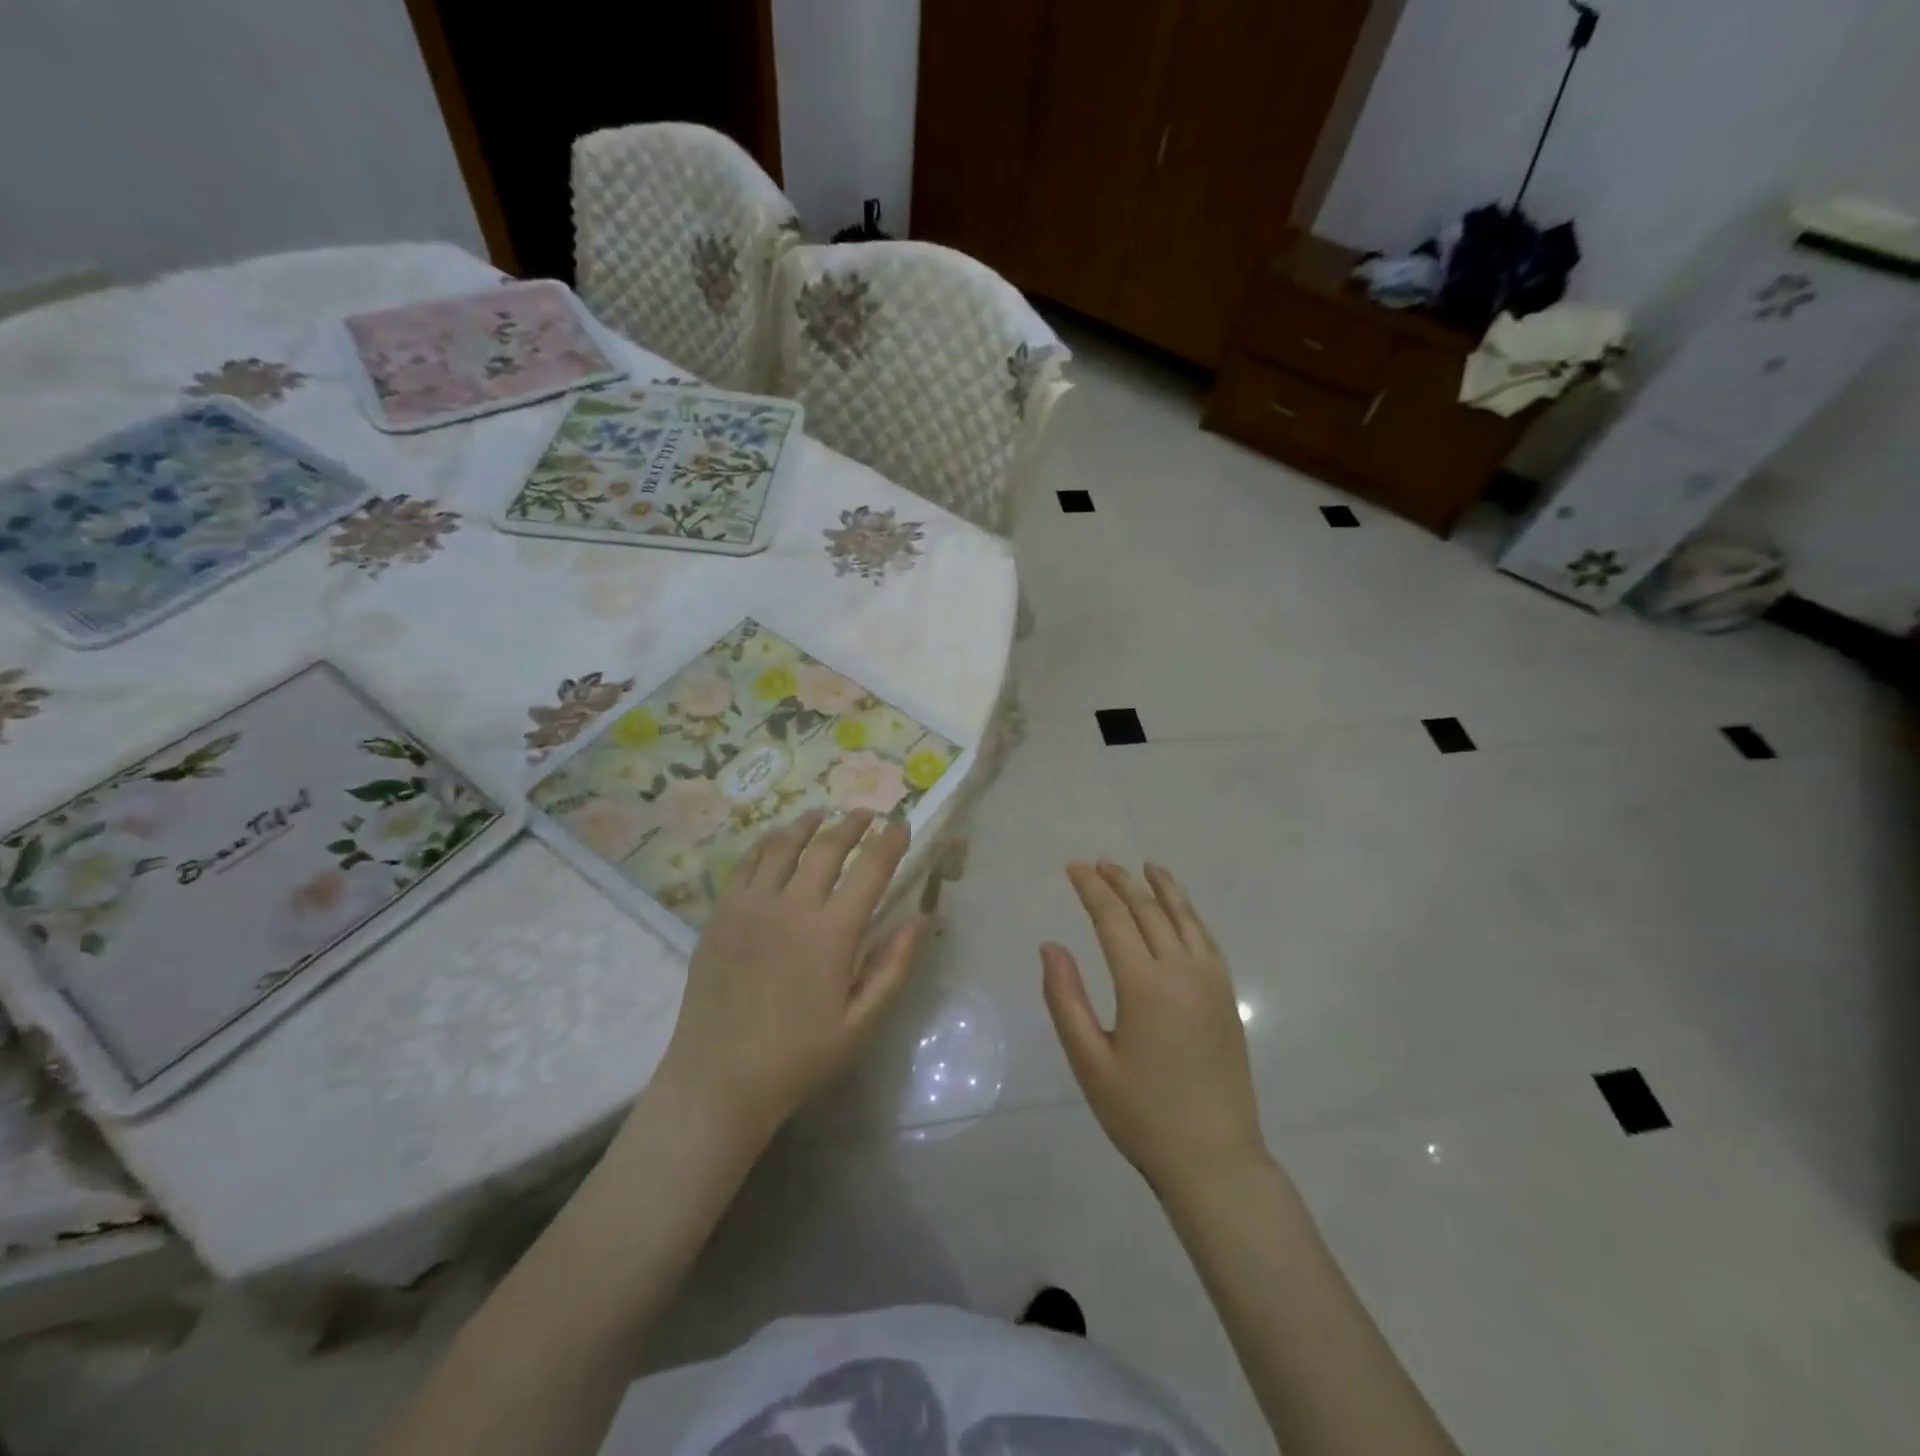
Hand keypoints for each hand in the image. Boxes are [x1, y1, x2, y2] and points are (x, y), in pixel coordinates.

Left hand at [655, 809, 927, 1139]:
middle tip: (866, 813)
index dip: (890, 843)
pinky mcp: (720, 915)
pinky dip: (766, 843)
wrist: (718, 1082)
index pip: (870, 870)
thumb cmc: (798, 1058)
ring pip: (783, 847)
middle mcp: (791, 907)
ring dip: (807, 825)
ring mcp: (750, 907)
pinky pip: (746, 864)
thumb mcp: (860, 1024)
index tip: (902, 825)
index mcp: (831, 934)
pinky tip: (776, 840)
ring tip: (822, 814)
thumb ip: (893, 967)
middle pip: (826, 848)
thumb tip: (921, 918)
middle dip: (851, 825)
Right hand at [1043, 861, 1268, 1196]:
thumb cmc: (1142, 1115)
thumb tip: (1050, 945)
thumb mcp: (1090, 1062)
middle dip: (1121, 881)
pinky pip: (1207, 940)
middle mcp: (1181, 971)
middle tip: (1100, 862)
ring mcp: (1211, 982)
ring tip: (1146, 866)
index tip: (1073, 867)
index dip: (1091, 889)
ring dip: (1163, 888)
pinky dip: (1191, 915)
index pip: (1113, 918)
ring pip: (1185, 918)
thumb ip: (1066, 999)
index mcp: (1144, 984)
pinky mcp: (1227, 998)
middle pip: (1149, 910)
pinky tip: (1182, 912)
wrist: (1215, 1159)